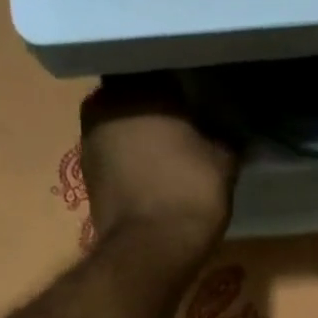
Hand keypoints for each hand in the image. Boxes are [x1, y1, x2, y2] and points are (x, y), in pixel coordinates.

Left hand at [79, 74, 239, 256]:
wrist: (150, 253)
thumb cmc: (188, 194)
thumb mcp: (223, 161)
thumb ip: (225, 136)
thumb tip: (229, 128)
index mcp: (136, 86)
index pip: (157, 64)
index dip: (179, 77)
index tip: (197, 90)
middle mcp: (103, 104)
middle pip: (134, 94)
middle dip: (156, 105)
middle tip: (186, 119)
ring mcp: (89, 141)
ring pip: (122, 125)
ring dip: (142, 135)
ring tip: (172, 150)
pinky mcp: (88, 176)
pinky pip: (116, 155)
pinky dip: (133, 161)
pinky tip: (155, 174)